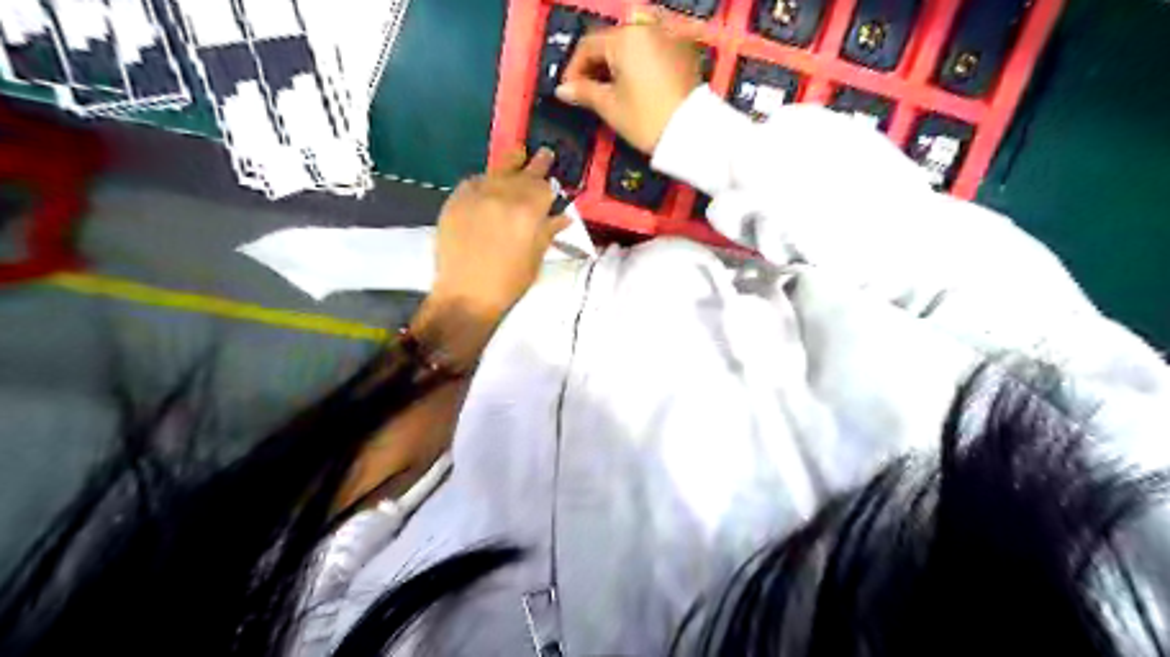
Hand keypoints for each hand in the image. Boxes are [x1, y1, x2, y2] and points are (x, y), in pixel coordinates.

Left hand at [409, 145, 571, 369]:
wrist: (466, 294)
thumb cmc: (509, 282)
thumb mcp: (536, 258)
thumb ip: (548, 231)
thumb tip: (564, 216)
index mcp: (527, 211)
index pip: (544, 187)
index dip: (549, 183)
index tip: (554, 176)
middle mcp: (502, 196)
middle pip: (522, 173)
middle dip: (535, 164)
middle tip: (543, 153)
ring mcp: (476, 196)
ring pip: (497, 171)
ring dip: (509, 165)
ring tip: (517, 155)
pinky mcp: (455, 201)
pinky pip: (473, 181)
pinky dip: (484, 180)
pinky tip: (487, 184)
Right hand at [558, 18, 703, 153]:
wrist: (691, 133)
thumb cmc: (646, 119)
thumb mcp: (610, 107)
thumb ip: (584, 93)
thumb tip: (563, 90)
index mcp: (625, 37)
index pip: (588, 46)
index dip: (574, 69)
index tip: (569, 91)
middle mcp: (647, 29)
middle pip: (611, 41)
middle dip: (596, 65)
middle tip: (587, 91)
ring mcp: (668, 37)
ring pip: (632, 45)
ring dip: (617, 63)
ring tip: (610, 90)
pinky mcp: (683, 52)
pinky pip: (652, 51)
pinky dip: (638, 63)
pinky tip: (633, 85)